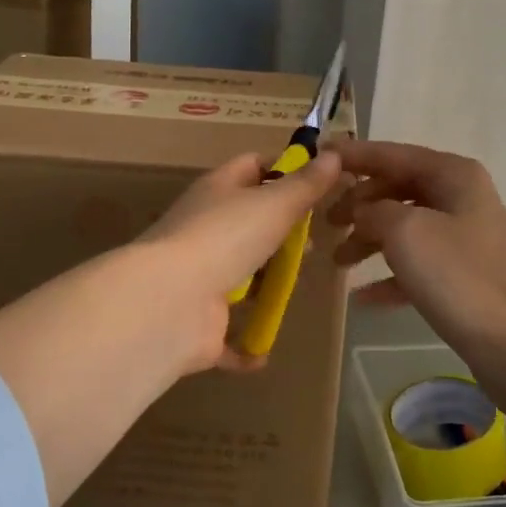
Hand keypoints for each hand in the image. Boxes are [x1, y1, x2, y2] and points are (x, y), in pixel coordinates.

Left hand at [136, 149, 343, 373]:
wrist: (171, 302)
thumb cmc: (225, 238)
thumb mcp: (274, 203)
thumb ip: (306, 184)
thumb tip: (334, 154)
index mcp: (218, 191)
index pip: (252, 166)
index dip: (283, 169)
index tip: (317, 183)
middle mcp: (205, 229)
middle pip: (249, 223)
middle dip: (282, 233)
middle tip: (313, 243)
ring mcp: (199, 277)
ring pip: (239, 275)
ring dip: (266, 284)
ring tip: (296, 286)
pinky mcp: (200, 322)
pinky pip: (228, 335)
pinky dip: (246, 345)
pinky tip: (265, 351)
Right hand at [329, 142, 505, 390]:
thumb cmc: (460, 276)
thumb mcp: (406, 231)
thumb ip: (374, 210)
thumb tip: (362, 210)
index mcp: (453, 175)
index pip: (392, 154)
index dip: (354, 154)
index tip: (317, 154)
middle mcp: (461, 198)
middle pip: (397, 188)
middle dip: (358, 202)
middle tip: (324, 221)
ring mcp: (465, 239)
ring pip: (404, 227)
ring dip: (368, 240)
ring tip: (336, 261)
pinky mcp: (464, 277)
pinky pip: (417, 266)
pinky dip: (389, 276)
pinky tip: (362, 297)